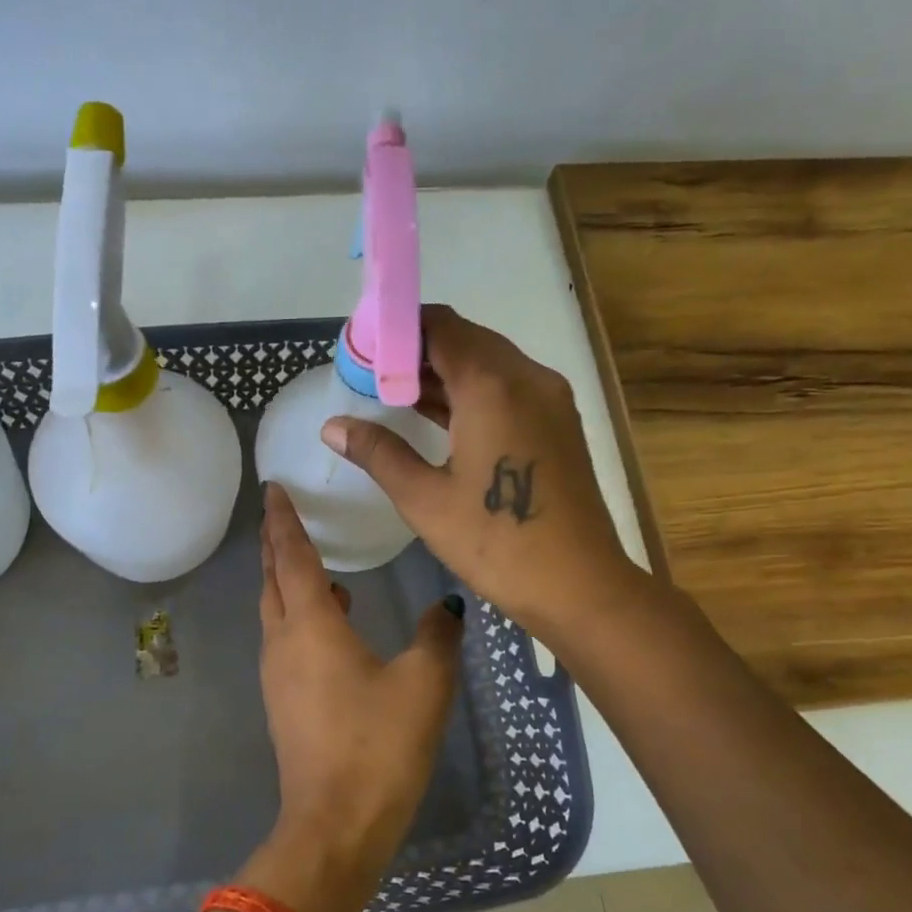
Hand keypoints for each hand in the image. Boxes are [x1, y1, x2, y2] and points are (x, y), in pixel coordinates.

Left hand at [245, 484, 463, 911]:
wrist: (334, 824)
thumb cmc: (378, 745)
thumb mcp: (423, 684)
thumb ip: (436, 636)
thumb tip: (447, 605)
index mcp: (311, 625)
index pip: (291, 555)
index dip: (283, 519)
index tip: (273, 488)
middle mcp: (284, 641)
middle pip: (274, 579)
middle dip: (278, 543)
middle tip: (286, 514)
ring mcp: (278, 674)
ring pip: (276, 610)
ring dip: (289, 580)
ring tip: (317, 563)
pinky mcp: (283, 701)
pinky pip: (286, 638)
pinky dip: (300, 615)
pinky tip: (334, 623)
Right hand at [320, 304, 638, 643]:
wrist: (579, 585)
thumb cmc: (496, 541)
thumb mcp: (424, 498)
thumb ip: (378, 452)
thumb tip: (332, 427)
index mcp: (492, 385)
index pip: (439, 325)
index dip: (397, 329)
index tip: (361, 348)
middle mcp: (527, 377)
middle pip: (465, 339)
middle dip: (416, 350)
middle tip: (371, 374)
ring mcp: (549, 398)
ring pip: (488, 363)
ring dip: (442, 371)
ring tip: (393, 393)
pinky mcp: (558, 422)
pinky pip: (507, 387)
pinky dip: (470, 391)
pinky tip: (437, 415)